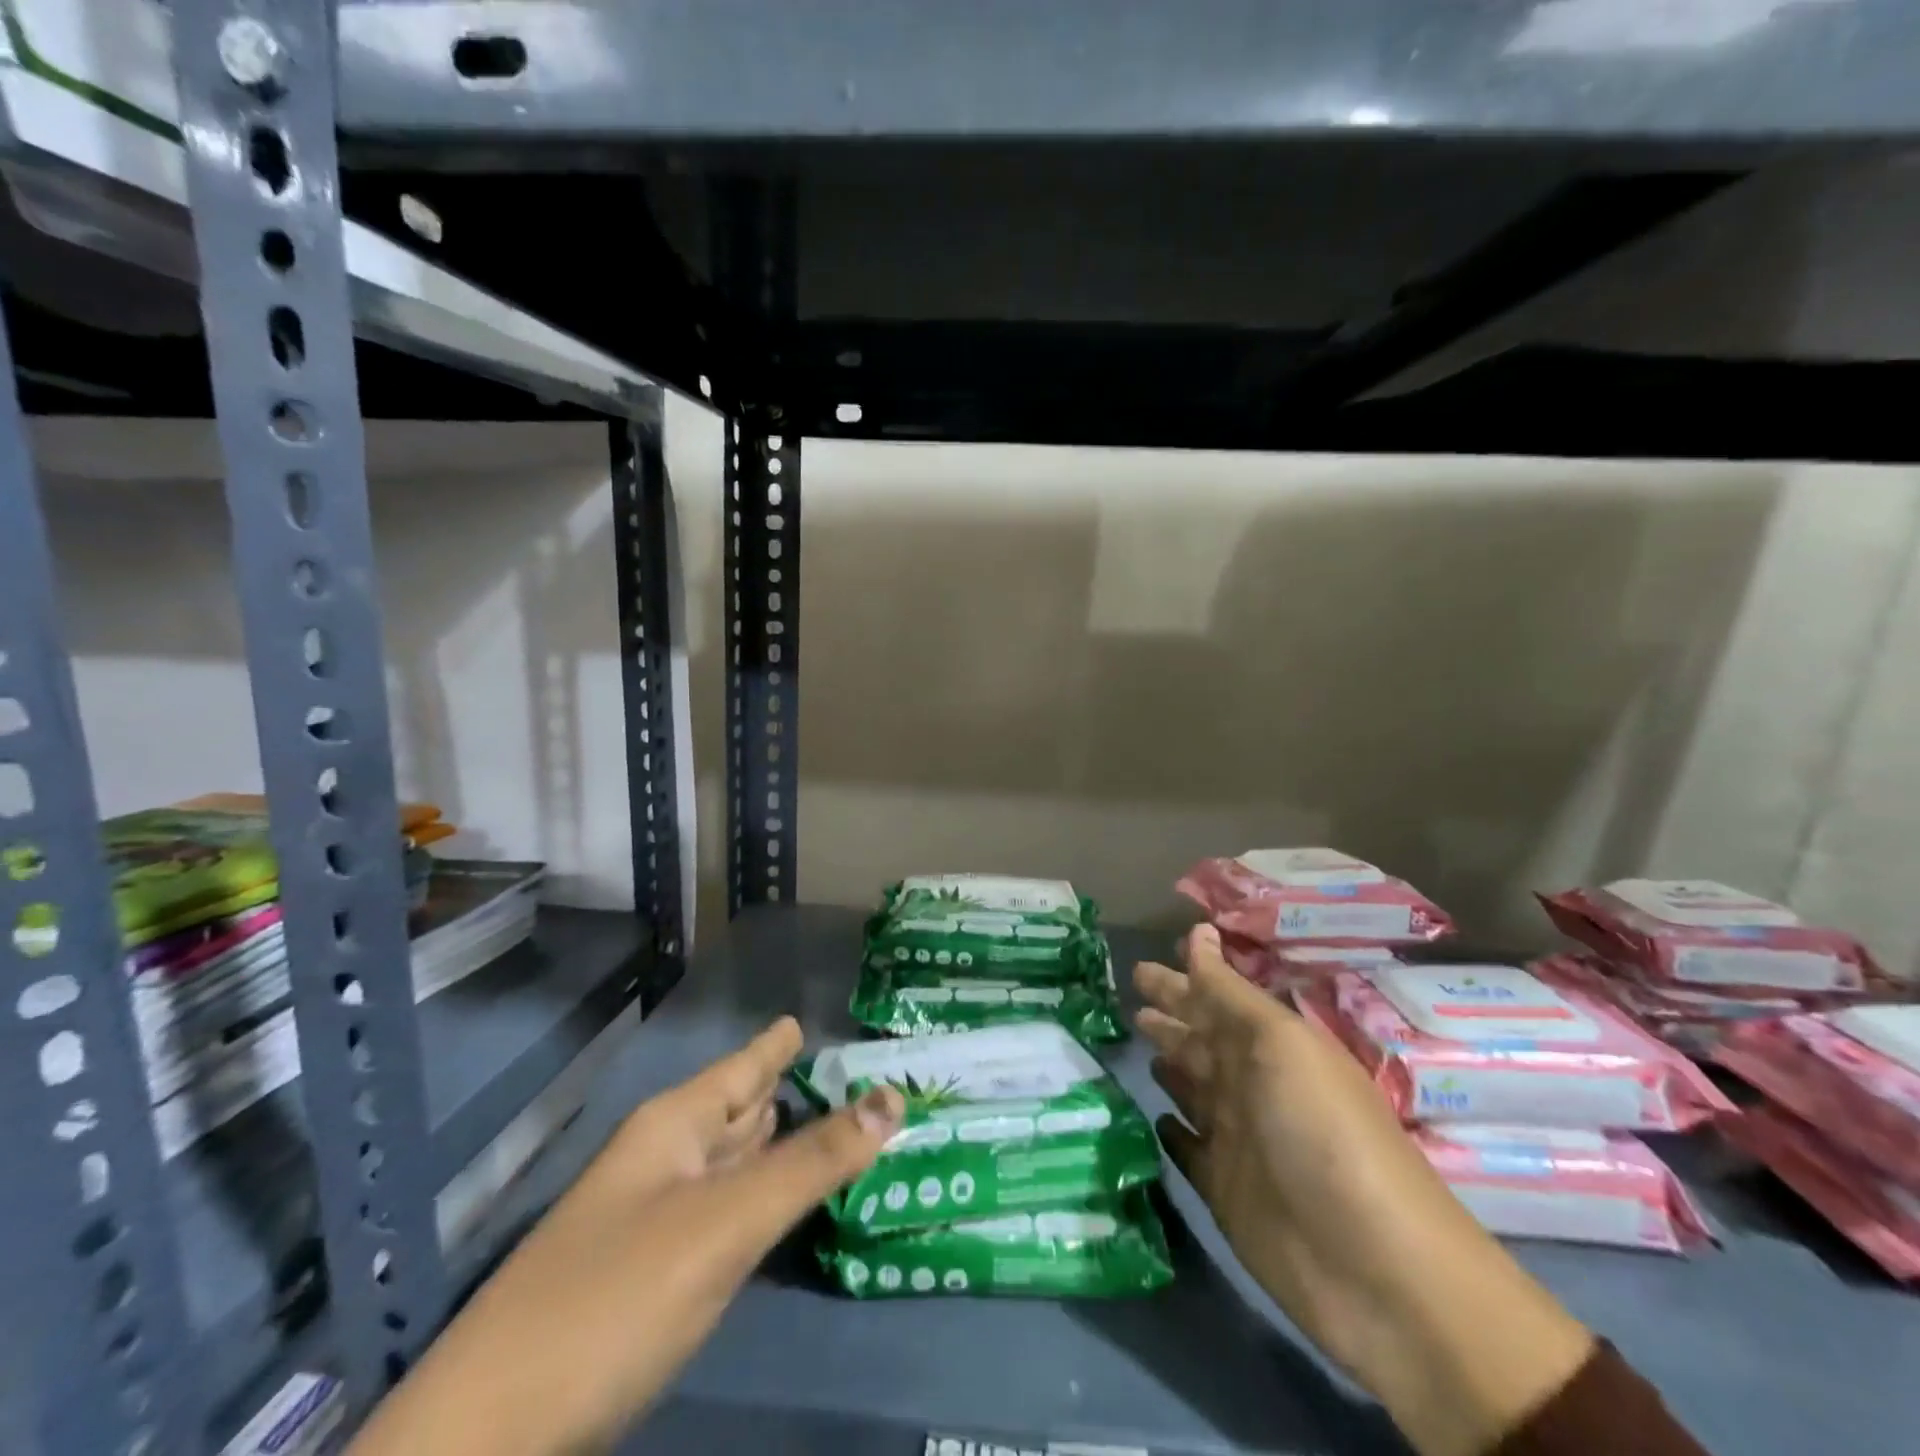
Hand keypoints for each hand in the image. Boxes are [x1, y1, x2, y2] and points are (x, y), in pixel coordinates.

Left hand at [349, 1018, 903, 1455]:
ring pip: (728, 1161)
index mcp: (674, 1126)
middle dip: (786, 1090)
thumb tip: (894, 1096)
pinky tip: (778, 1200)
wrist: (484, 1443)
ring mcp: (653, 1220)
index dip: (778, 1043)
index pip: (744, 1066)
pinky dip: (760, 1197)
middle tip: (845, 1074)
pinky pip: (723, 1213)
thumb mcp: (726, 1222)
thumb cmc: (613, 1300)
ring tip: (820, 1118)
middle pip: (736, 1109)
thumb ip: (813, 1162)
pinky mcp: (652, 1278)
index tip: (809, 1020)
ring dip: (774, 1142)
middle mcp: (663, 1160)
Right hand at [1137, 927, 1592, 1455]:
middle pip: (1201, 1038)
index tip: (1148, 958)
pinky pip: (1188, 1147)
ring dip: (1168, 1062)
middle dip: (1170, 1013)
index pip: (1215, 998)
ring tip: (1137, 1038)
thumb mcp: (1278, 1044)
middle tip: (1131, 993)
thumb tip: (1197, 933)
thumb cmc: (1323, 1132)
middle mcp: (1252, 1085)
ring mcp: (1238, 1138)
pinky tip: (1153, 1118)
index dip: (1185, 977)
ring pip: (1192, 1086)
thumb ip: (1228, 994)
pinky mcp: (1224, 1189)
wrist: (1374, 1269)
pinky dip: (1171, 1131)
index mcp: (1270, 1046)